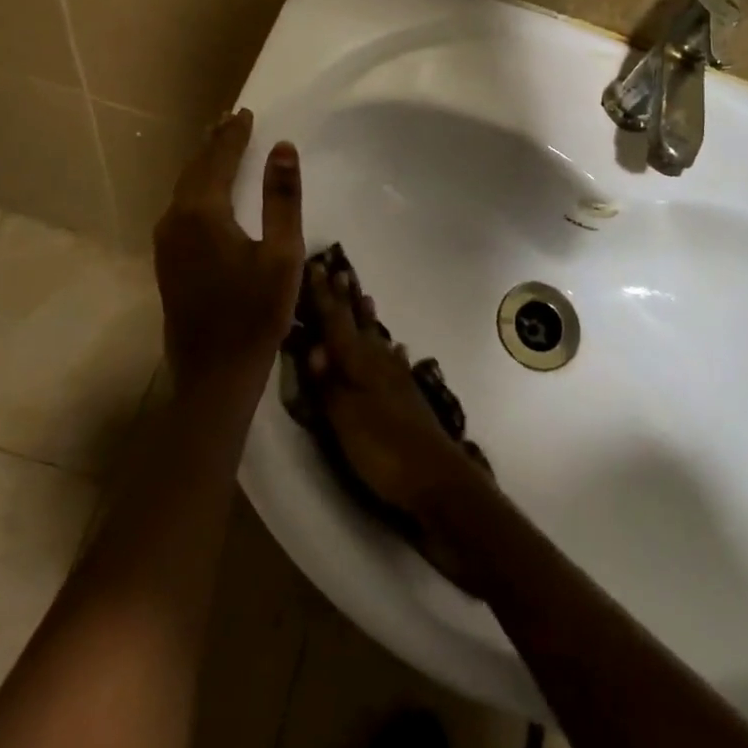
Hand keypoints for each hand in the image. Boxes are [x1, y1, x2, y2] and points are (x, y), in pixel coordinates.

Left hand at [153, 109, 304, 404]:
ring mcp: (166, 242)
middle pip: (195, 169)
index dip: (234, 134)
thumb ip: (282, 197)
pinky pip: (180, 208)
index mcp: (203, 212)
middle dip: (214, 143)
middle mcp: (176, 220)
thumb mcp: (283, 253)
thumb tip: (283, 148)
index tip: (246, 112)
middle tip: (231, 120)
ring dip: (203, 164)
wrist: (214, 374)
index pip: (218, 159)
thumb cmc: (257, 313)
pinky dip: (196, 188)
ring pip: (184, 188)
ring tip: (220, 145)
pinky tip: (207, 191)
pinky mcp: (167, 261)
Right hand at [304, 265, 495, 589]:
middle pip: (359, 325)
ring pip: (378, 340)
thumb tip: (311, 345)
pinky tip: (397, 350)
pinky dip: (391, 351)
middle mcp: (379, 364)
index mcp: (360, 366)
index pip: (337, 323)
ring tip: (366, 298)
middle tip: (341, 270)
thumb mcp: (345, 421)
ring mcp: (398, 380)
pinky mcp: (409, 399)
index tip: (316, 266)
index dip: (324, 297)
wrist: (437, 481)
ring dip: (369, 319)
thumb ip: (328, 384)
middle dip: (346, 300)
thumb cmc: (384, 452)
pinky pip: (395, 362)